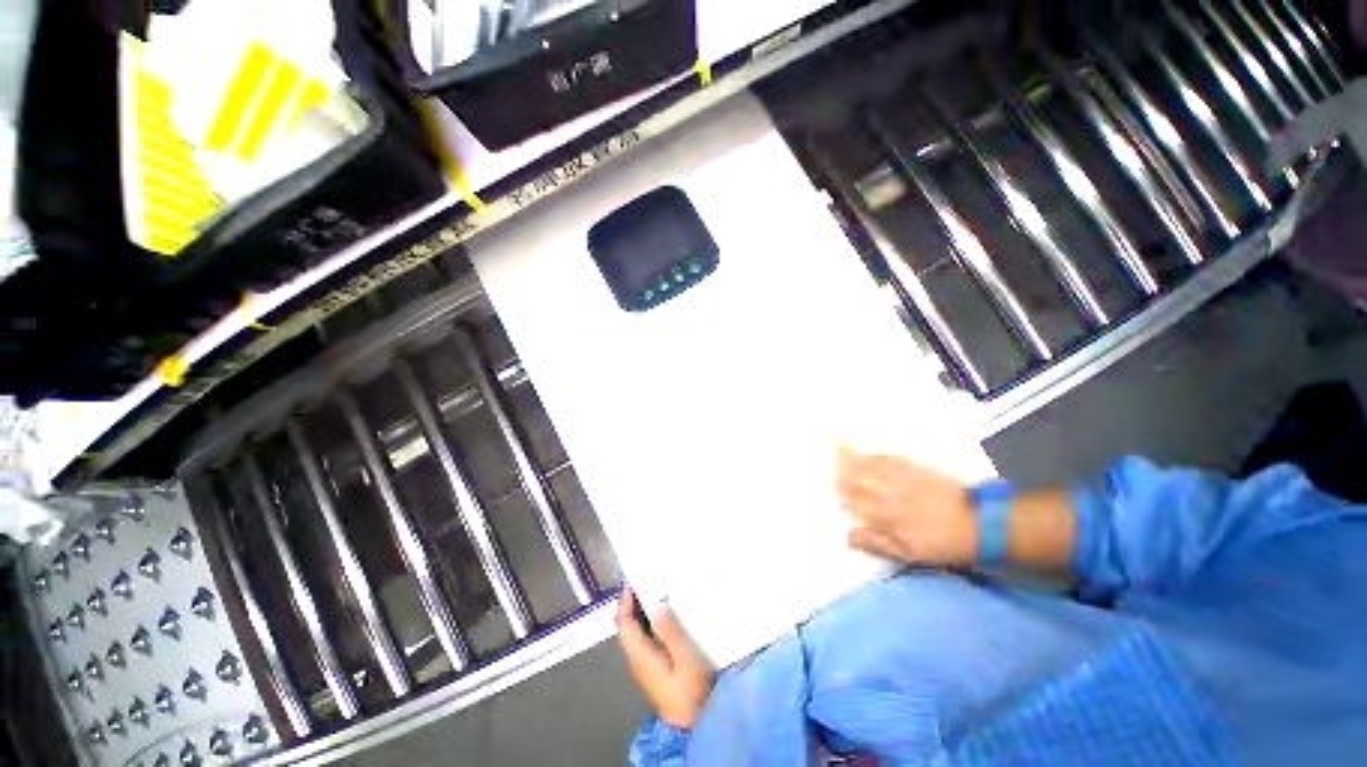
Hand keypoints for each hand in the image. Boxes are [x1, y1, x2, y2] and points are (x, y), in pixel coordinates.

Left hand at [616, 587, 714, 729]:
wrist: (692, 726)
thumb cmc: (689, 693)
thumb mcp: (685, 661)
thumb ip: (671, 633)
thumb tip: (657, 606)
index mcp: (641, 655)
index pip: (625, 624)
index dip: (625, 601)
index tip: (631, 581)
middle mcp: (638, 659)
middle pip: (627, 627)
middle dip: (631, 603)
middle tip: (644, 580)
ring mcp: (645, 666)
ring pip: (635, 633)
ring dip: (639, 612)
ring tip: (653, 591)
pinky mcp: (654, 669)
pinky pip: (644, 638)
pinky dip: (648, 622)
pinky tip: (663, 616)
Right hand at [836, 445, 977, 566]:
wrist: (979, 525)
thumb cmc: (941, 544)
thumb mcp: (908, 554)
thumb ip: (876, 543)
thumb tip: (848, 534)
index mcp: (884, 514)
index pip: (852, 498)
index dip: (839, 491)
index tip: (833, 488)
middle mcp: (888, 492)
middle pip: (857, 474)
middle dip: (841, 464)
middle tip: (829, 452)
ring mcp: (902, 478)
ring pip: (870, 463)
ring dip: (854, 453)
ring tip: (840, 442)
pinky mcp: (917, 469)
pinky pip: (890, 457)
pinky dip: (876, 453)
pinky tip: (870, 451)